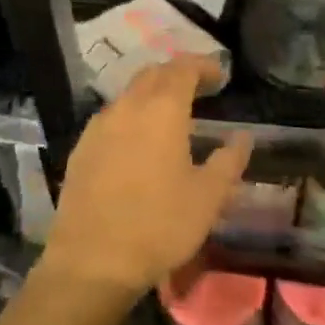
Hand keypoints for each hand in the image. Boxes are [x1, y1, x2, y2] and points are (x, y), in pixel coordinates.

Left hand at [40, 58, 252, 299]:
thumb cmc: (159, 224)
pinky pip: (112, 116)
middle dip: (177, 74)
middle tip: (198, 88)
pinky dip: (131, 116)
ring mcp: (100, 123)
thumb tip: (243, 137)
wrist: (92, 259)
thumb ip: (229, 161)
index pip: (183, 67)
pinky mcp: (82, 145)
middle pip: (154, 73)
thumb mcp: (208, 198)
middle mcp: (129, 104)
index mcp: (162, 108)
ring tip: (170, 115)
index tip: (220, 74)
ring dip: (152, 93)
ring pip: (130, 93)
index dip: (203, 65)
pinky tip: (138, 140)